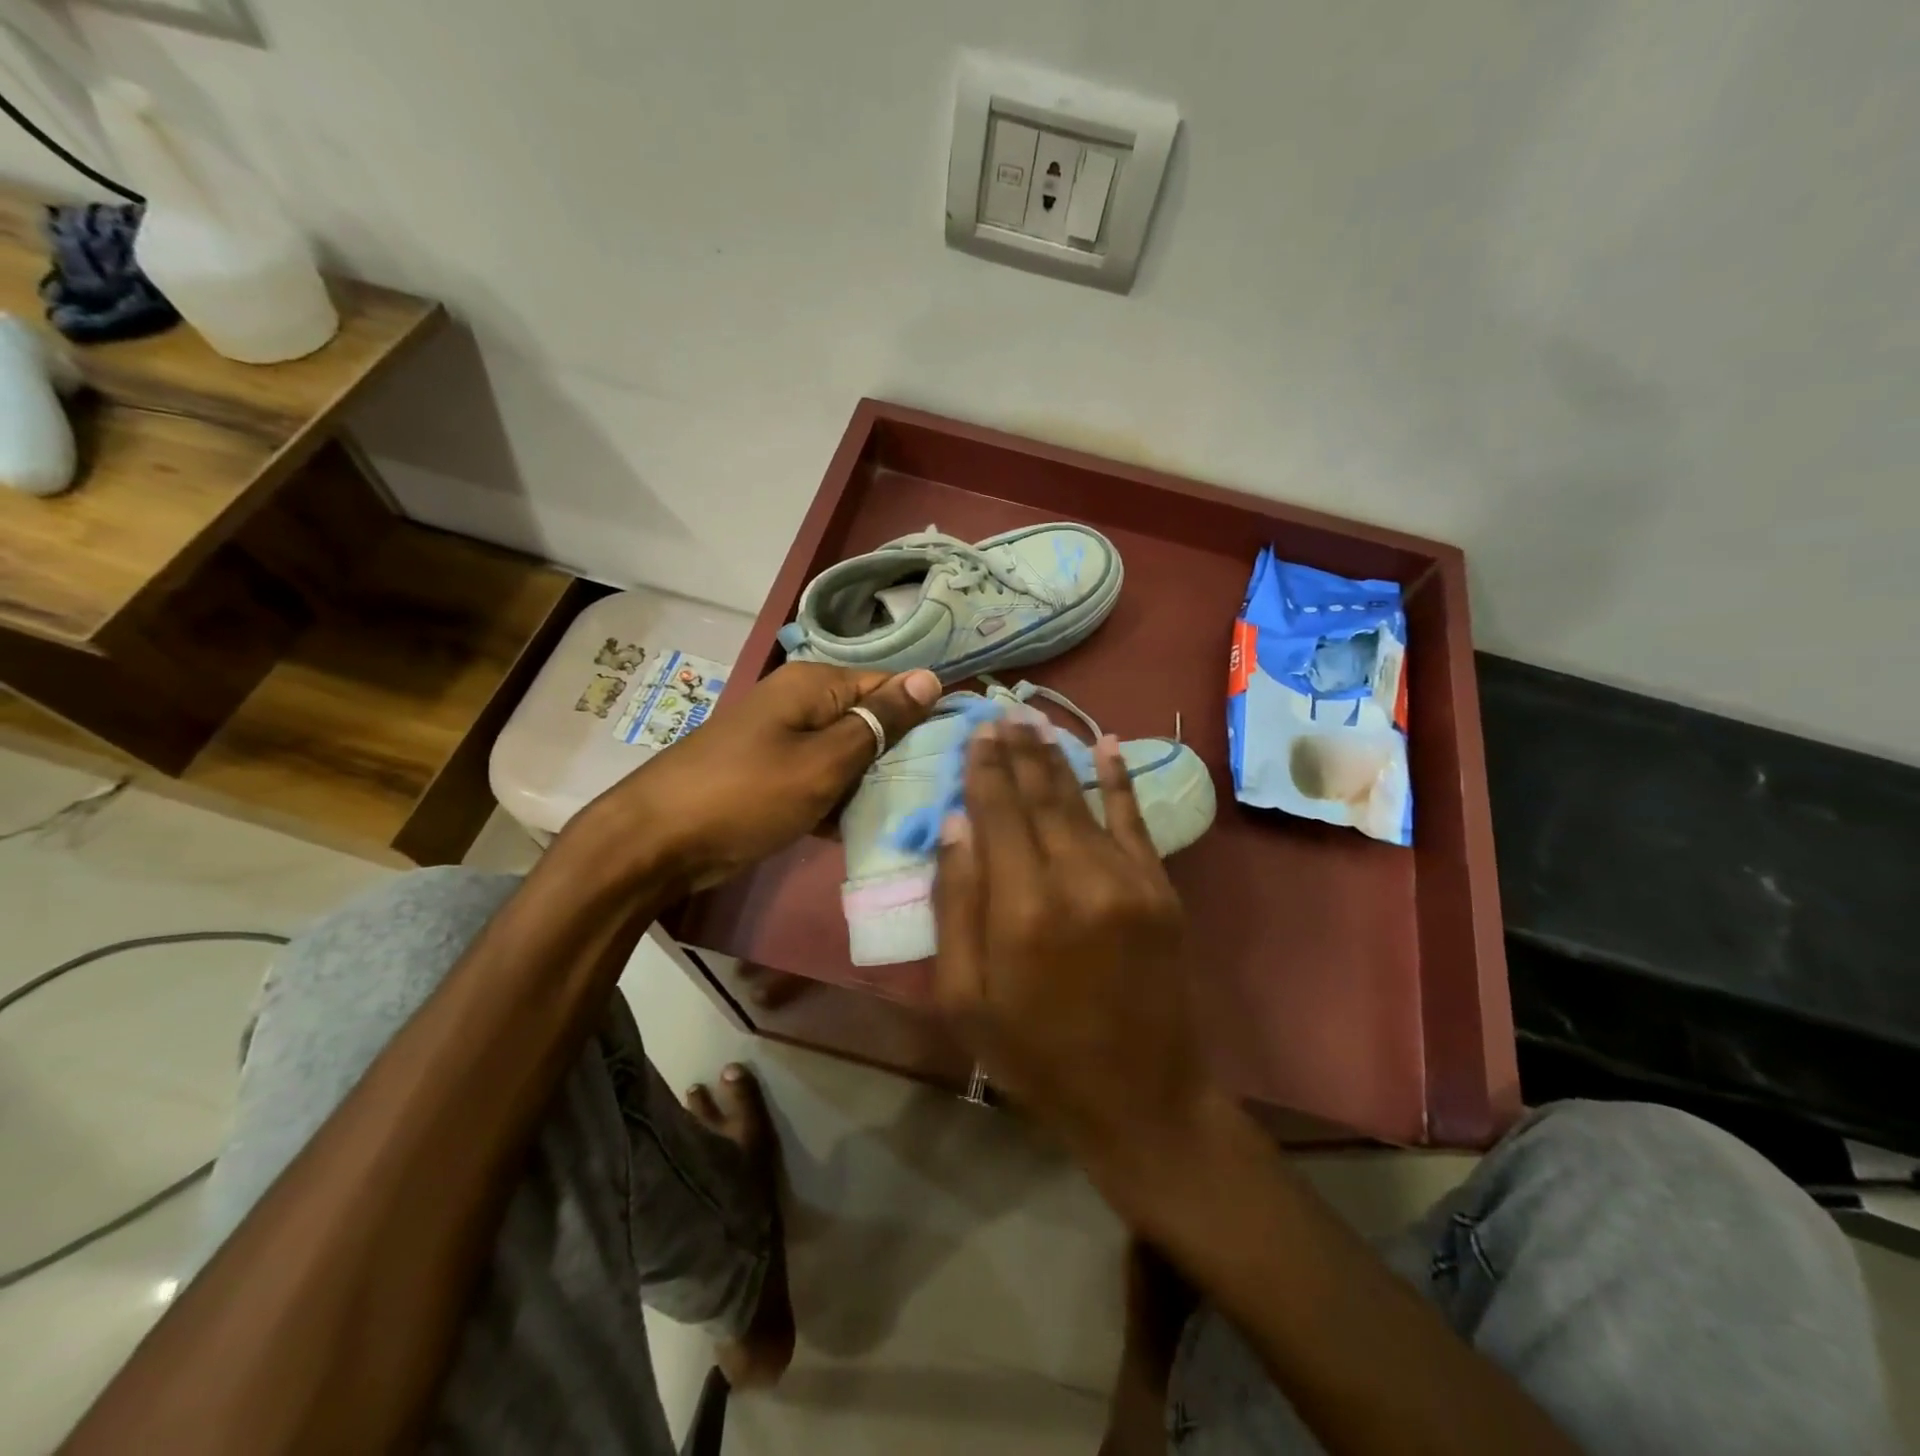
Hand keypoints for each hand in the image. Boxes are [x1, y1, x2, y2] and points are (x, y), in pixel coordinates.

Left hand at [584, 662, 940, 890]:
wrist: (656, 842)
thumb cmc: (747, 795)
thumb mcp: (824, 761)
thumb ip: (879, 722)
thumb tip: (930, 677)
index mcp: (816, 684)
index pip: (893, 686)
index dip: (927, 716)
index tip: (959, 755)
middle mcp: (802, 702)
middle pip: (871, 720)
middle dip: (901, 755)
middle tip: (938, 793)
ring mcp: (784, 739)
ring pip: (849, 754)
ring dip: (873, 782)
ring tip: (911, 814)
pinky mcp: (773, 773)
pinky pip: (822, 778)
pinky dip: (840, 800)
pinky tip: (863, 828)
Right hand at [932, 722, 1215, 1178]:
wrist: (1140, 1098)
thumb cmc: (1036, 1054)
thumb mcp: (965, 999)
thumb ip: (955, 906)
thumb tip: (956, 825)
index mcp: (1021, 909)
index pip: (998, 814)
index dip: (985, 770)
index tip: (976, 733)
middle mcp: (1077, 879)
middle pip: (1041, 796)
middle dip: (1019, 750)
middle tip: (1003, 711)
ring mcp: (1128, 879)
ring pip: (1083, 800)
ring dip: (1058, 756)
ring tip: (1036, 720)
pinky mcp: (1161, 889)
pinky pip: (1135, 820)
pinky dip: (1120, 779)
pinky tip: (1108, 744)